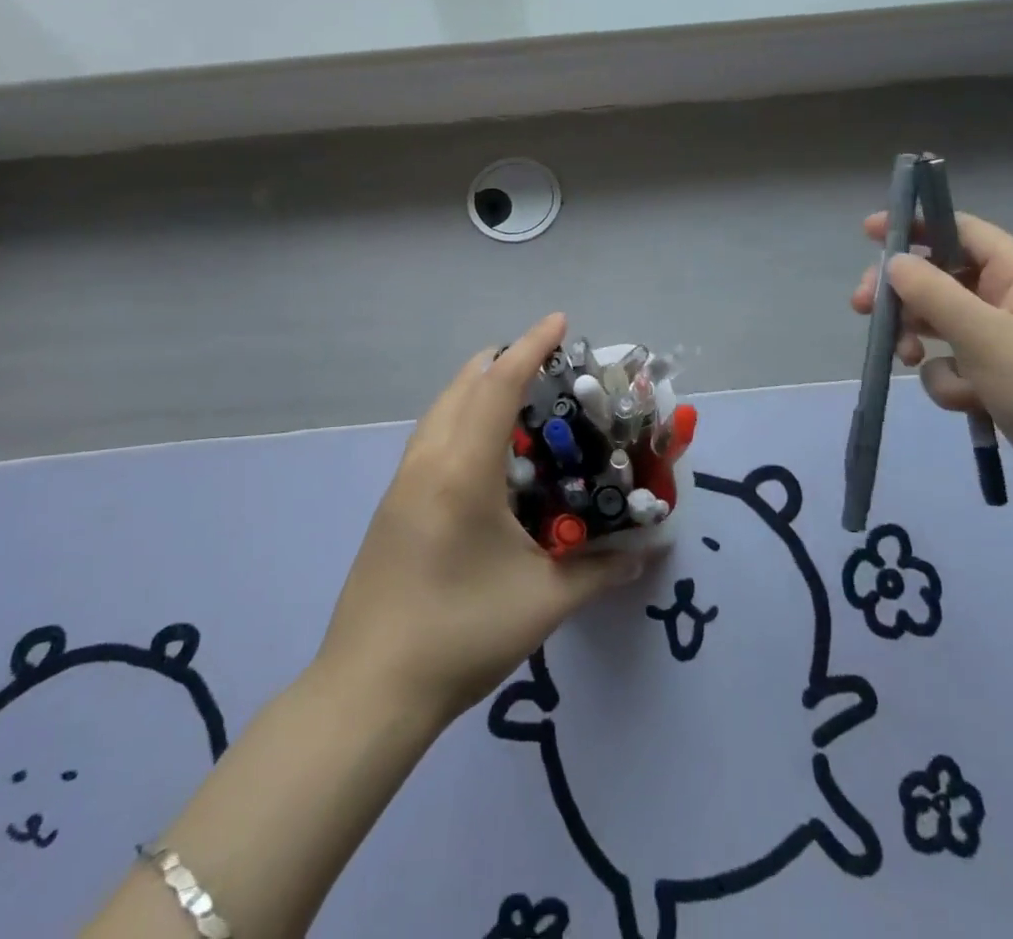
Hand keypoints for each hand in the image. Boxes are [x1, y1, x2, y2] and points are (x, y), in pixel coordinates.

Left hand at [316, 313, 640, 726]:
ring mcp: (402, 482)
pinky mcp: (391, 506)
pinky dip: (461, 419)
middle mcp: (427, 461)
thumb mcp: (543, 601)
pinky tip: (485, 455)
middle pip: (463, 385)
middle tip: (548, 366)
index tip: (560, 321)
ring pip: (441, 409)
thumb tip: (644, 551)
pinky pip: (431, 436)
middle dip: (503, 361)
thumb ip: (600, 570)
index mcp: (462, 470)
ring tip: (519, 400)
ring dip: (477, 388)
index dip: (531, 347)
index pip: (498, 385)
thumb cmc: (461, 635)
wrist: (368, 692)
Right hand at [850, 213, 1012, 519]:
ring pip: (939, 324)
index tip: (869, 233)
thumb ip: (934, 294)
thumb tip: (895, 260)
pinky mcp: (998, 379)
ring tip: (908, 358)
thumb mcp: (987, 337)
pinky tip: (967, 403)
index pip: (960, 230)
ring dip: (919, 340)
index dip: (916, 226)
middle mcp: (1011, 299)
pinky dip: (950, 381)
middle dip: (902, 295)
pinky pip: (952, 364)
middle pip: (939, 278)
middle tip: (863, 308)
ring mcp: (1004, 341)